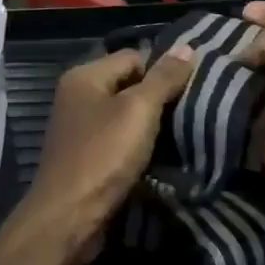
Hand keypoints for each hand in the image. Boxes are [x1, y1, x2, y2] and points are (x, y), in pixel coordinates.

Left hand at [11, 45, 194, 264]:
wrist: (69, 218)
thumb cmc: (103, 156)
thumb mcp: (139, 110)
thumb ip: (163, 78)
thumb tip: (187, 46)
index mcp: (85, 76)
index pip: (134, 56)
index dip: (163, 69)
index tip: (193, 88)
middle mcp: (78, 96)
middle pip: (130, 85)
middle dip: (161, 98)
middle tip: (195, 109)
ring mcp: (81, 129)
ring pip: (127, 115)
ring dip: (154, 126)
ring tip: (186, 132)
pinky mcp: (88, 157)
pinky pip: (121, 140)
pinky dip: (141, 146)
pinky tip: (164, 156)